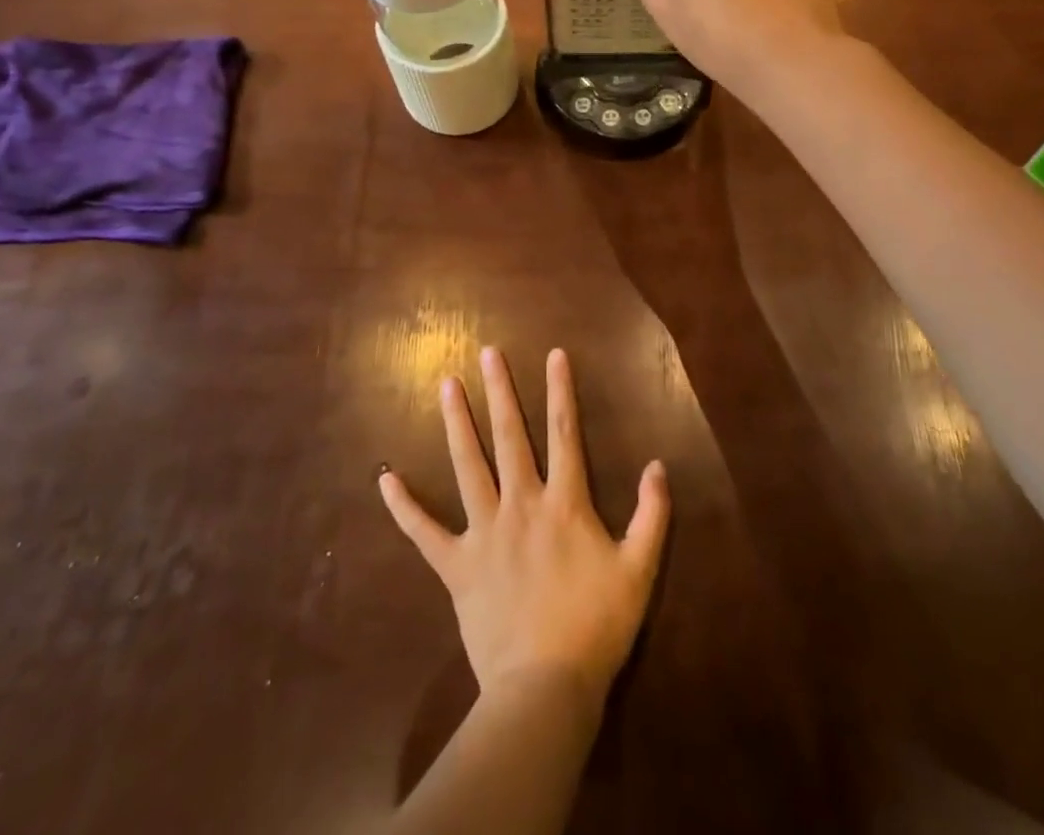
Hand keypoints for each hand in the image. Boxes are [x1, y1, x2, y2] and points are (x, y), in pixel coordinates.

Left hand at [379, 348, 669, 710]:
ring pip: (468, 466)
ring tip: (446, 385)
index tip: (553, 354)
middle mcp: (522, 504)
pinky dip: (404, 506)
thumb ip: (652, 515)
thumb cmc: (596, 626)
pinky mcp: (457, 566)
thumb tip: (658, 465)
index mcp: (565, 503)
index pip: (564, 433)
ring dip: (457, 423)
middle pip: (510, 437)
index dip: (560, 391)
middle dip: (501, 391)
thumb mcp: (639, 570)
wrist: (545, 689)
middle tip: (488, 353)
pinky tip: (385, 479)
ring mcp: (484, 533)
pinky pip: (424, 532)